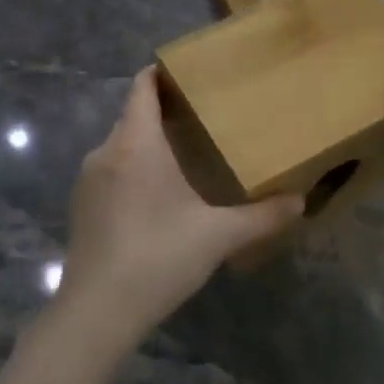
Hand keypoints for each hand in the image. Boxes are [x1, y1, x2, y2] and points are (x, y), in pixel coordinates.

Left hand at [57, 67, 302, 345]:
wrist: (96, 312)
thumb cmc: (158, 257)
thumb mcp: (219, 236)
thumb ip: (262, 216)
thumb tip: (302, 202)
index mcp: (136, 144)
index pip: (143, 87)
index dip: (162, 72)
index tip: (191, 71)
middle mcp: (106, 152)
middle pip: (133, 114)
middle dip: (164, 109)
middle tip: (205, 114)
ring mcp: (88, 180)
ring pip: (121, 144)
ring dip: (148, 142)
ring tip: (186, 152)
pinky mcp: (81, 207)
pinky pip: (111, 170)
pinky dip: (133, 168)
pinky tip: (158, 194)